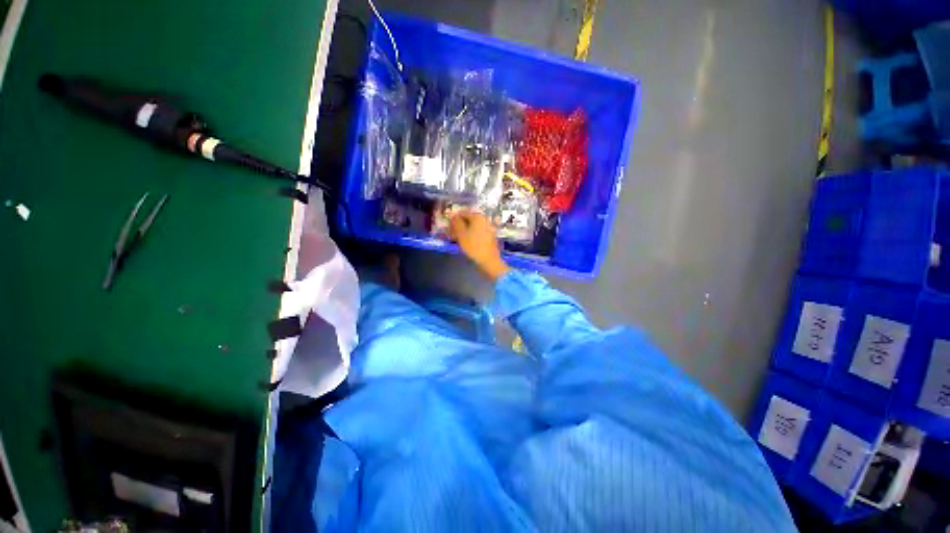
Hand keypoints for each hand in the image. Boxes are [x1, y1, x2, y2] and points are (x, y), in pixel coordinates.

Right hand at [449, 210, 509, 280]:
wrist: (489, 260)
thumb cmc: (474, 247)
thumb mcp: (461, 234)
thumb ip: (456, 223)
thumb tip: (453, 215)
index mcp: (478, 217)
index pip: (462, 213)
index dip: (454, 219)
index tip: (448, 226)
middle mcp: (484, 219)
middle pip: (469, 219)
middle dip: (459, 225)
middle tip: (452, 232)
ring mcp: (488, 227)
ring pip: (473, 226)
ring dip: (464, 230)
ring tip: (457, 238)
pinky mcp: (490, 235)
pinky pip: (478, 231)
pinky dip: (471, 234)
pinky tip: (466, 241)